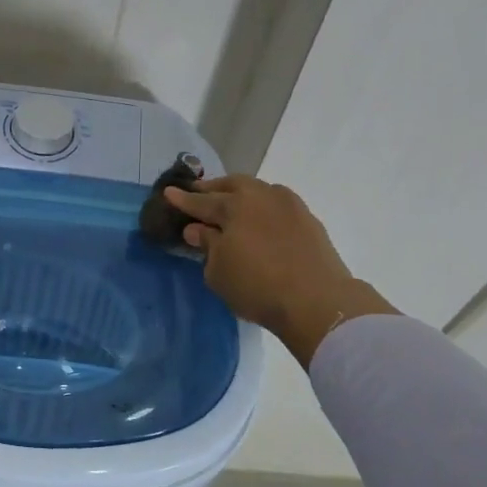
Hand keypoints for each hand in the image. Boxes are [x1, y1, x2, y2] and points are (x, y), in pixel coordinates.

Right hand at [164, 176, 396, 365]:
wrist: (317, 301)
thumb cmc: (257, 287)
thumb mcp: (218, 272)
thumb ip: (207, 245)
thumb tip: (198, 228)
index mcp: (233, 206)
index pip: (201, 201)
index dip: (183, 199)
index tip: (168, 192)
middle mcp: (261, 196)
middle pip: (232, 185)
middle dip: (213, 188)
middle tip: (200, 193)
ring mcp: (288, 204)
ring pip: (258, 190)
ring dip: (241, 193)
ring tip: (231, 204)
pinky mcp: (308, 218)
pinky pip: (277, 203)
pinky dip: (262, 206)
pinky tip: (260, 218)